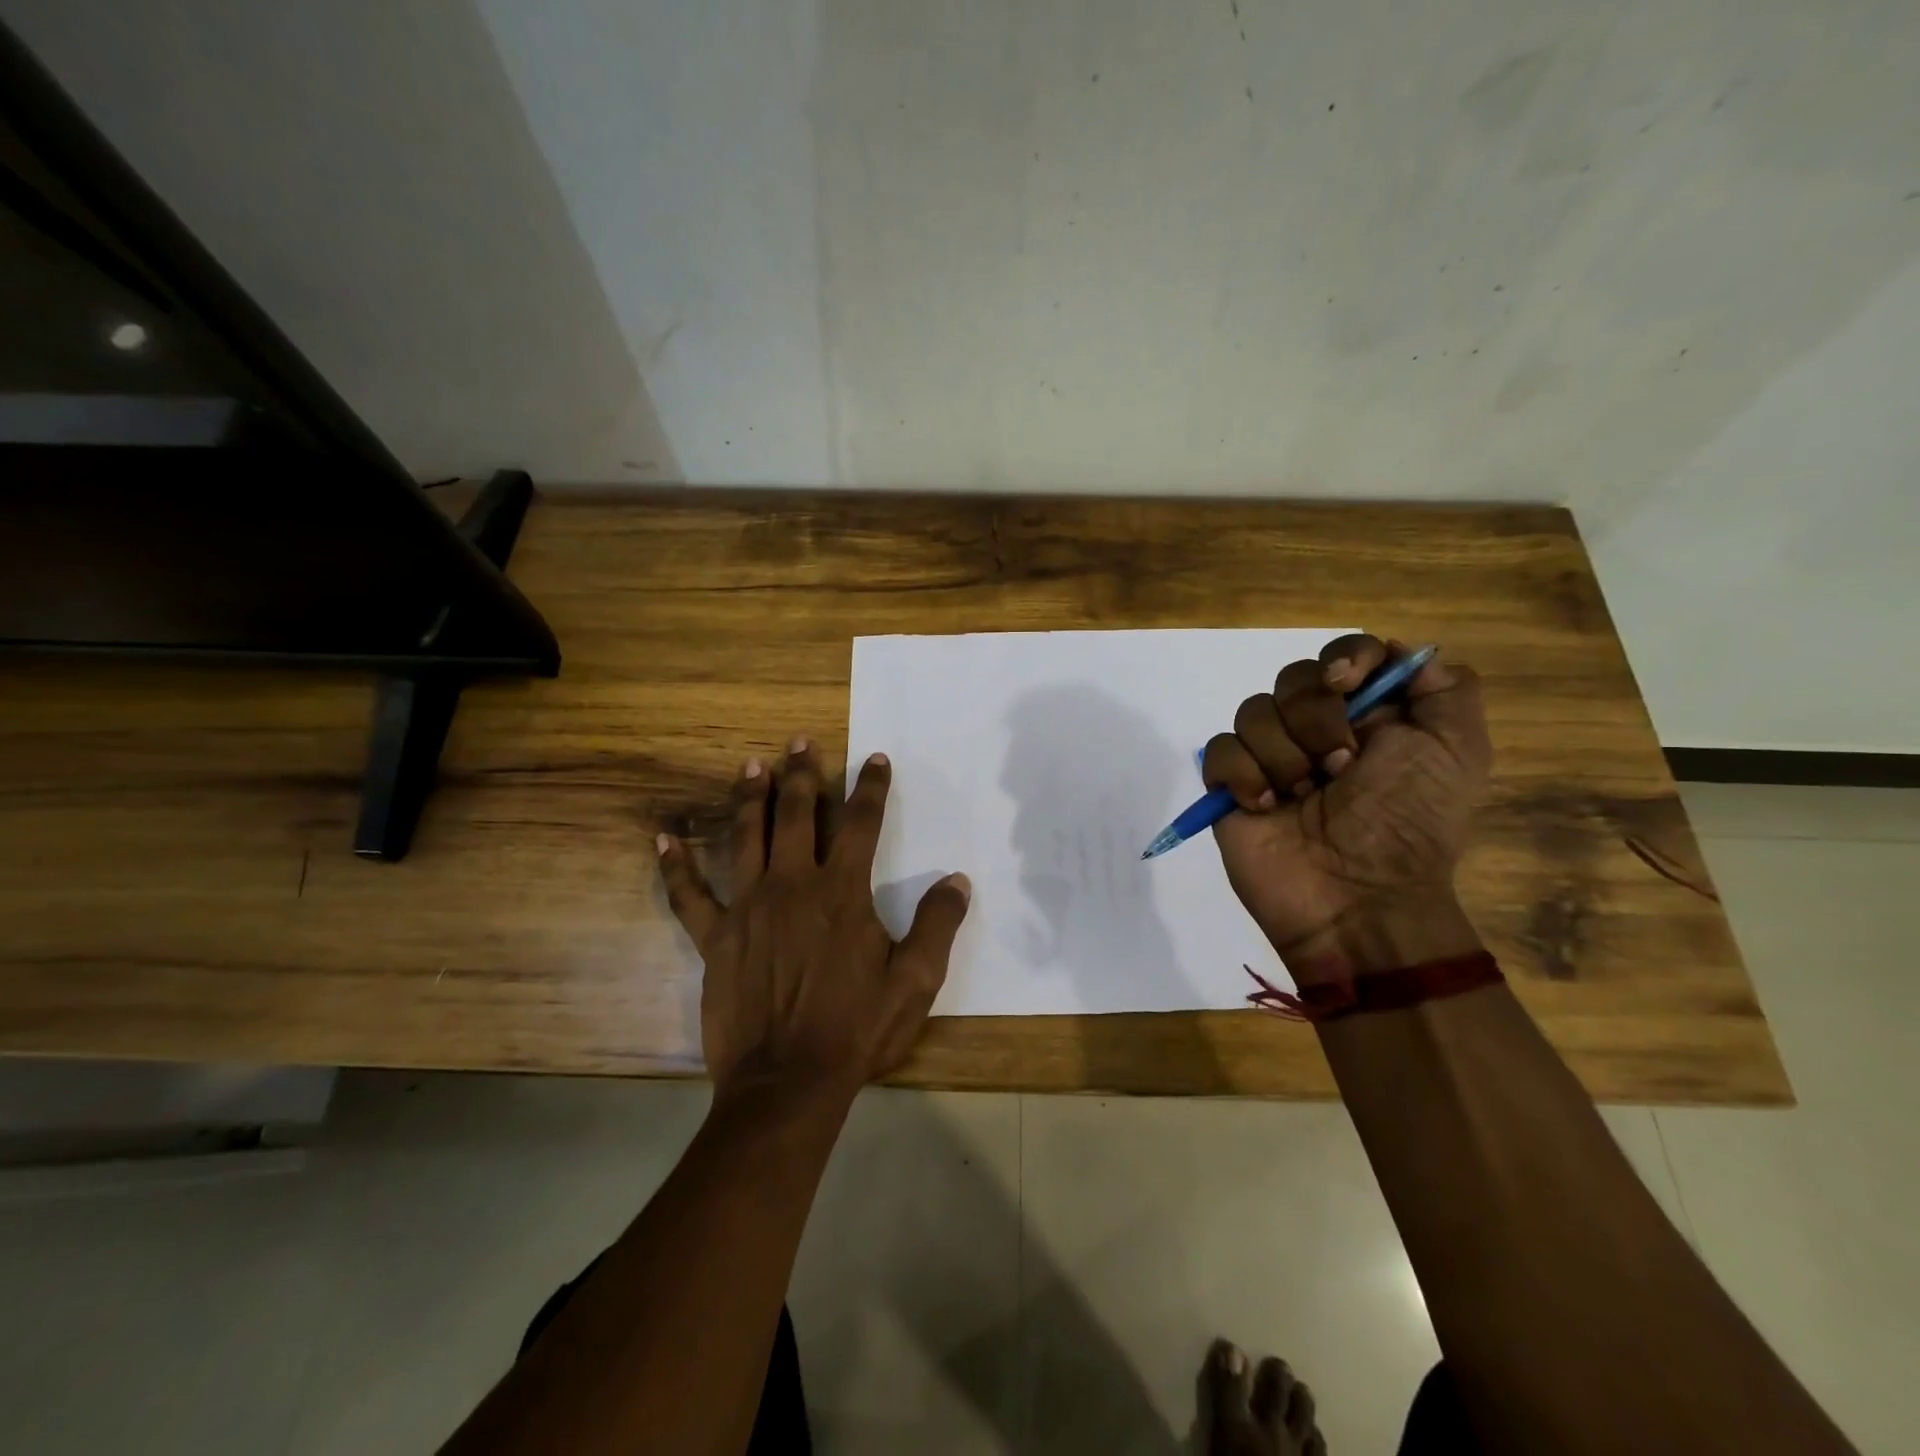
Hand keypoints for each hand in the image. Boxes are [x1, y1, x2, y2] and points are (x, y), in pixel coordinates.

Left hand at [657, 738, 971, 1105]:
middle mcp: (793, 884)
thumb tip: (957, 880)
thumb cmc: (857, 1029)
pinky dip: (676, 867)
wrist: (788, 1082)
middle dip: (802, 773)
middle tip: (800, 740)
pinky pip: (689, 895)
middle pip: (797, 813)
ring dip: (749, 797)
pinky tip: (663, 840)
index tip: (875, 759)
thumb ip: (937, 925)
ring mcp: (748, 907)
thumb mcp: (915, 981)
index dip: (870, 786)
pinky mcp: (715, 938)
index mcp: (842, 891)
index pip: (861, 822)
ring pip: (746, 837)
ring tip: (751, 765)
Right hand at [1202, 634, 1490, 982]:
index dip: (1344, 658)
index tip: (1347, 685)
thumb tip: (1399, 653)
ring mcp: (1270, 758)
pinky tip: (1267, 808)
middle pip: (1293, 677)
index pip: (1344, 654)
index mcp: (1369, 717)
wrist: (1358, 900)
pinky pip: (1220, 750)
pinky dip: (1244, 776)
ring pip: (1253, 711)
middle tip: (1341, 769)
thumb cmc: (1409, 825)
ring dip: (1284, 757)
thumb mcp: (1458, 752)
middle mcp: (1316, 730)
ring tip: (1304, 799)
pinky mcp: (1231, 786)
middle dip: (1316, 719)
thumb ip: (1446, 689)